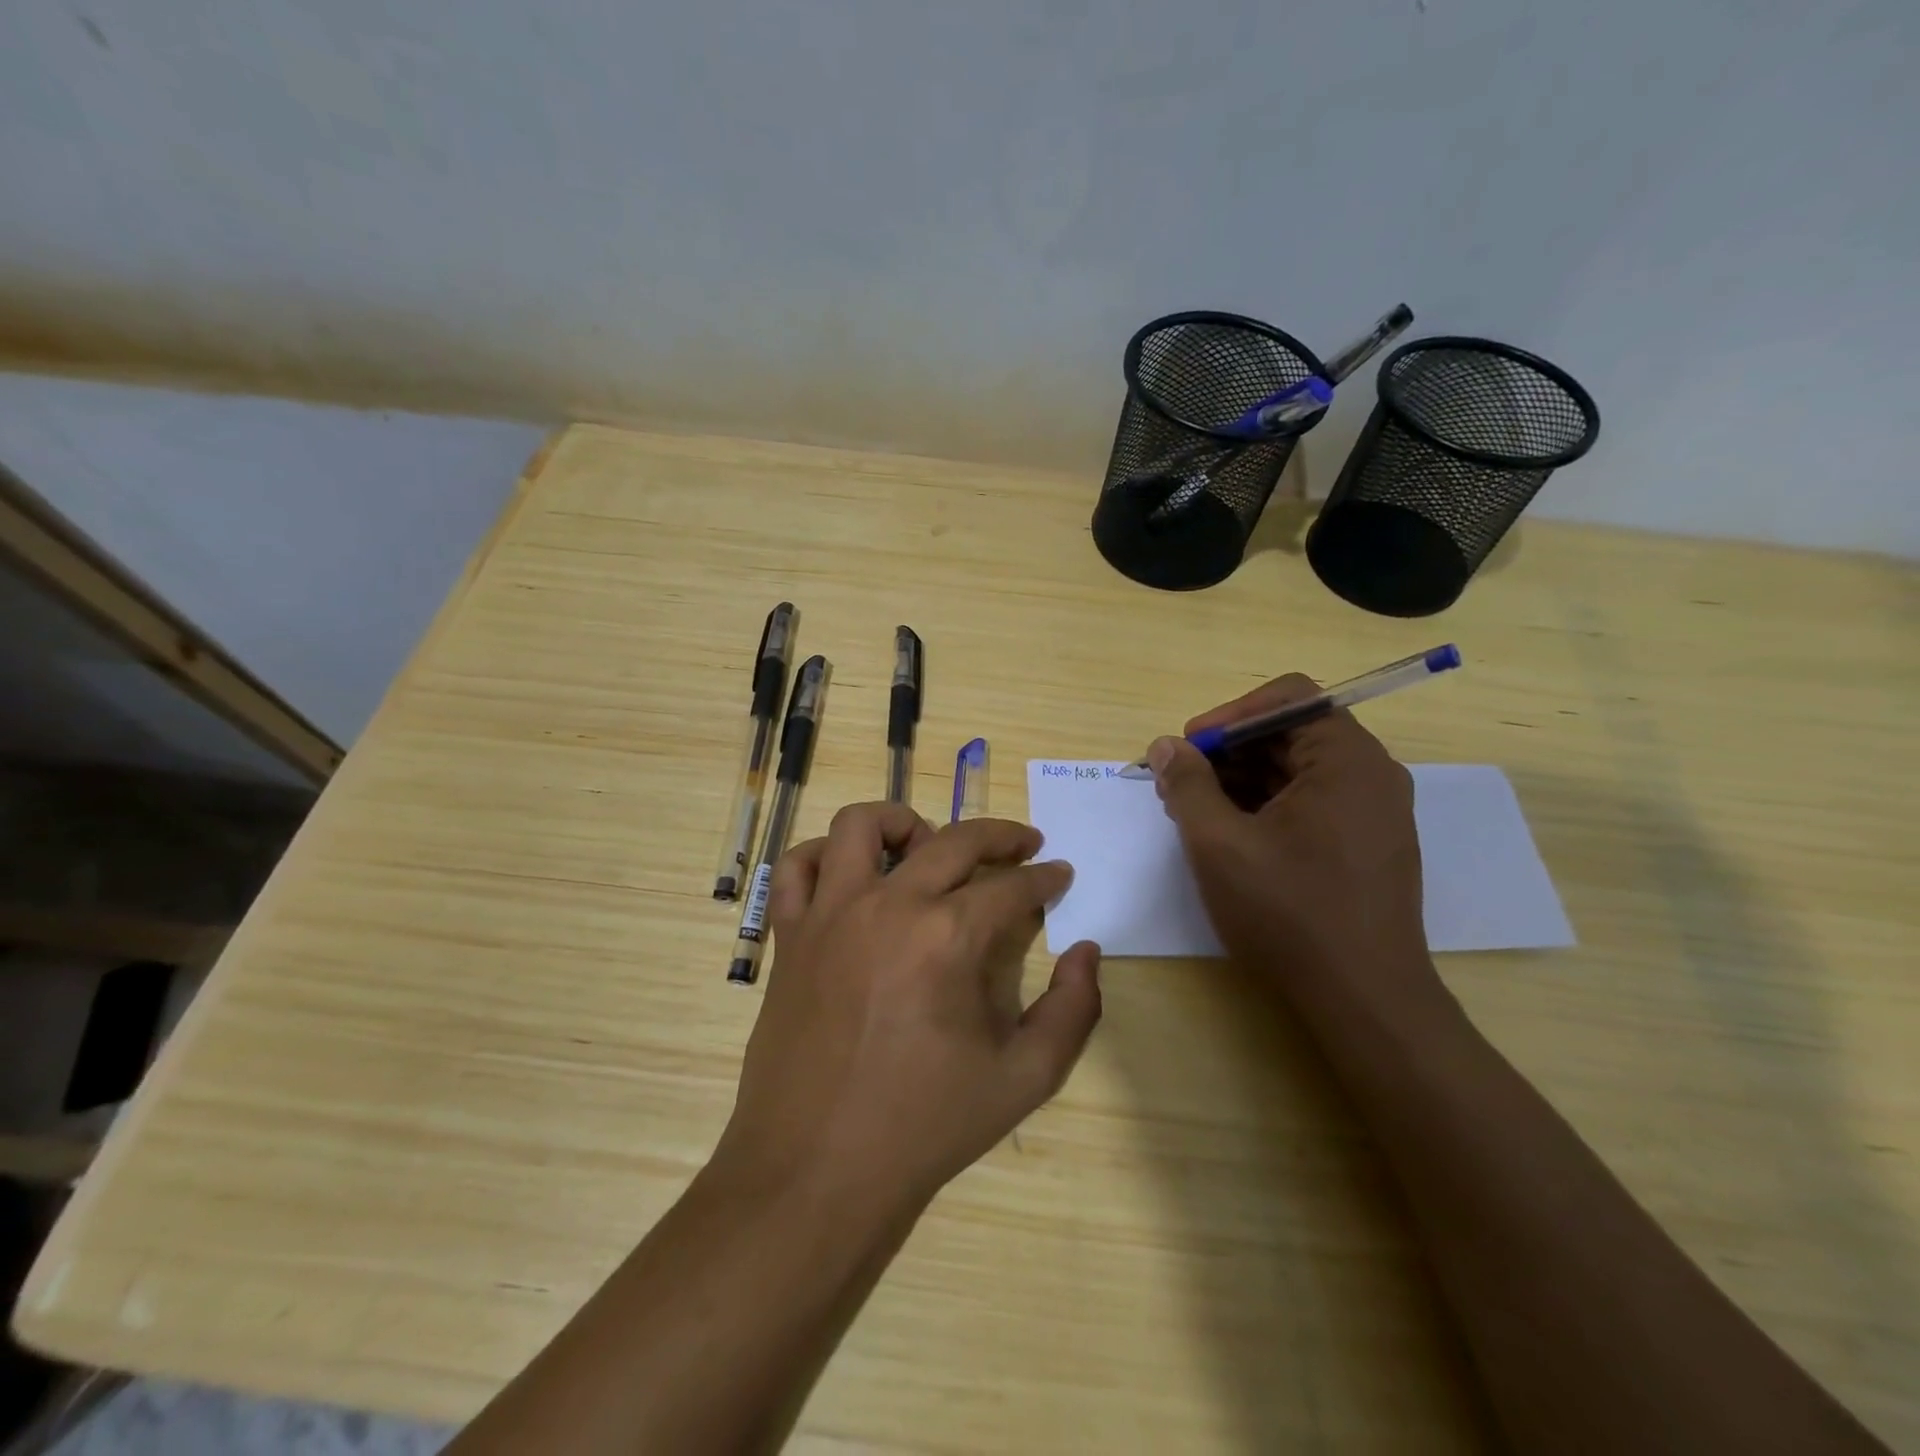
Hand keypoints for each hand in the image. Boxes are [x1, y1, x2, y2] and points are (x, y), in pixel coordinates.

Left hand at [717, 803, 1101, 1209]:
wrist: (817, 1171)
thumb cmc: (924, 1126)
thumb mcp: (1024, 1079)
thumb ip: (1073, 1010)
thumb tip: (1088, 952)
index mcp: (948, 938)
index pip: (1012, 885)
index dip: (1044, 878)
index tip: (1059, 875)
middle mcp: (888, 906)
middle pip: (954, 839)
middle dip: (1001, 835)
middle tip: (1024, 846)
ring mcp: (830, 914)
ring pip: (861, 826)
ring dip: (903, 823)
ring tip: (928, 846)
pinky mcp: (789, 934)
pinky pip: (796, 868)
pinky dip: (824, 856)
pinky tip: (851, 876)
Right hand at [1147, 673, 1440, 1010]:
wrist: (1364, 1001)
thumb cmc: (1290, 914)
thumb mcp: (1220, 844)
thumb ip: (1188, 785)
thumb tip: (1165, 747)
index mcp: (1347, 760)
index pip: (1287, 697)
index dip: (1228, 715)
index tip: (1187, 750)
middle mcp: (1370, 775)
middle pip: (1290, 732)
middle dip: (1227, 752)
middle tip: (1178, 784)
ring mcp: (1372, 812)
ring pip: (1296, 770)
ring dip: (1240, 780)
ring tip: (1194, 813)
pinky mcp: (1365, 844)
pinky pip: (1309, 801)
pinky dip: (1265, 806)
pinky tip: (1229, 836)